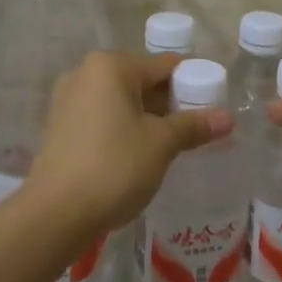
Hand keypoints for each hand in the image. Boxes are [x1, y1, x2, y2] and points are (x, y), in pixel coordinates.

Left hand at [26, 52, 232, 238]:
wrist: (54, 215)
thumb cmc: (114, 167)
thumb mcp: (161, 144)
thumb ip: (194, 126)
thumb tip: (228, 118)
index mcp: (111, 66)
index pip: (165, 66)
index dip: (194, 84)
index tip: (214, 105)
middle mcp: (85, 73)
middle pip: (142, 81)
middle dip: (170, 104)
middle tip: (196, 129)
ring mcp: (68, 100)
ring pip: (122, 101)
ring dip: (147, 118)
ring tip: (172, 145)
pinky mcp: (59, 126)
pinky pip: (102, 117)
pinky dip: (123, 129)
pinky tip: (139, 154)